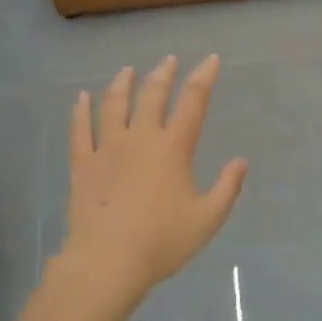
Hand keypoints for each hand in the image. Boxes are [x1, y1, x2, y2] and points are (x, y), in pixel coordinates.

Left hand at [54, 55, 247, 308]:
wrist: (108, 261)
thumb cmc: (163, 241)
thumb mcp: (208, 219)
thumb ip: (227, 187)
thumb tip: (241, 161)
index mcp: (174, 147)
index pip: (193, 101)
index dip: (204, 77)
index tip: (210, 59)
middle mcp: (141, 138)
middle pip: (152, 95)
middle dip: (163, 74)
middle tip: (168, 61)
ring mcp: (107, 148)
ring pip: (114, 104)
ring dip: (122, 84)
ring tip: (127, 71)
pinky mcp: (82, 164)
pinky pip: (80, 129)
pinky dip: (81, 110)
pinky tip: (81, 97)